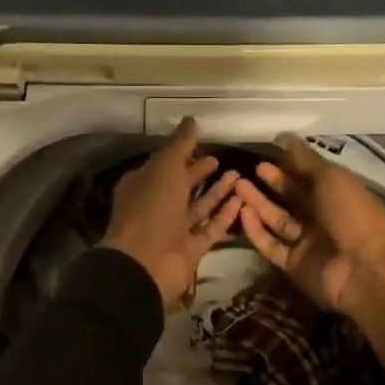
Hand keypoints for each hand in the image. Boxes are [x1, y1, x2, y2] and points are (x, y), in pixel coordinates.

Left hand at [100, 118, 244, 309]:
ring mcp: (173, 230)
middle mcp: (156, 206)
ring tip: (239, 175)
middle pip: (181, 186)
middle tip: (222, 160)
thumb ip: (179, 145)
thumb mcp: (164, 168)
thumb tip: (191, 120)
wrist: (147, 263)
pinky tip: (242, 200)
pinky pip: (210, 228)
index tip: (203, 142)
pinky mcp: (190, 249)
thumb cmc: (151, 209)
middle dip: (199, 172)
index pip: (164, 164)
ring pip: (198, 207)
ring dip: (217, 192)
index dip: (182, 153)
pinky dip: (224, 215)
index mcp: (142, 185)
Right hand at [235, 135, 384, 315]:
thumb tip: (286, 138)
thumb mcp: (332, 179)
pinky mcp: (293, 264)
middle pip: (291, 198)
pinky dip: (257, 230)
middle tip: (248, 170)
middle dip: (271, 184)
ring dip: (258, 204)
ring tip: (238, 187)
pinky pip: (271, 245)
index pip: (307, 177)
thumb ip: (306, 161)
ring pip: (277, 220)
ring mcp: (306, 242)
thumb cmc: (352, 215)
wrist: (365, 270)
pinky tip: (244, 213)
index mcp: (336, 195)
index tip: (266, 155)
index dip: (288, 166)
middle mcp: (321, 217)